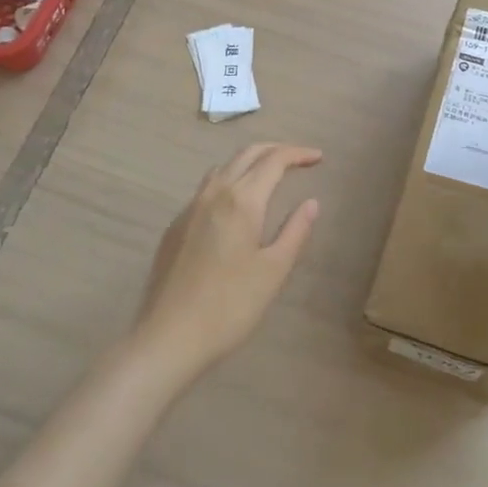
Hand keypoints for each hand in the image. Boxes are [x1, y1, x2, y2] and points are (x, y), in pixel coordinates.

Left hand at [128, 143, 322, 384]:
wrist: (169, 336)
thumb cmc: (230, 305)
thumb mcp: (274, 270)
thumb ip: (295, 230)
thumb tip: (311, 202)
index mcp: (242, 200)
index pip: (273, 160)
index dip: (298, 154)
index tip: (318, 157)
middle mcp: (214, 194)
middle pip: (246, 154)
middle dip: (275, 150)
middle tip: (298, 159)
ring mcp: (189, 208)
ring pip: (222, 168)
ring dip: (249, 162)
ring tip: (269, 176)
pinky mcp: (175, 227)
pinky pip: (206, 189)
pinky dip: (229, 181)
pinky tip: (235, 206)